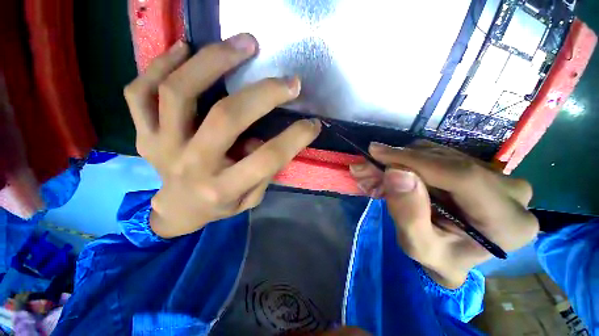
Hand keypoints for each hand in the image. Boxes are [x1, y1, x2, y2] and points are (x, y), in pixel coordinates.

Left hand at [124, 34, 320, 237]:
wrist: (179, 210)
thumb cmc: (220, 205)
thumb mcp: (250, 199)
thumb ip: (262, 173)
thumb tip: (266, 137)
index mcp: (224, 188)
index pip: (268, 158)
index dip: (296, 138)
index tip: (313, 123)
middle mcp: (192, 166)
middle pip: (226, 117)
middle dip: (264, 93)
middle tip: (290, 80)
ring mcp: (161, 146)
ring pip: (178, 92)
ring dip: (214, 60)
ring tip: (242, 44)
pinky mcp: (143, 134)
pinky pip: (139, 91)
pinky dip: (161, 64)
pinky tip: (184, 50)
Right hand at [350, 141, 538, 287]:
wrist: (454, 254)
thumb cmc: (439, 258)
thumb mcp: (418, 246)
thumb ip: (409, 215)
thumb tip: (396, 172)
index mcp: (508, 221)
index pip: (461, 176)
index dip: (414, 160)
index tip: (376, 152)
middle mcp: (513, 192)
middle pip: (448, 161)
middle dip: (403, 161)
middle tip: (372, 165)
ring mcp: (499, 176)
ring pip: (442, 154)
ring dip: (406, 160)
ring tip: (383, 172)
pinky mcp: (482, 168)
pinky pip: (441, 155)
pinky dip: (413, 160)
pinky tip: (400, 171)